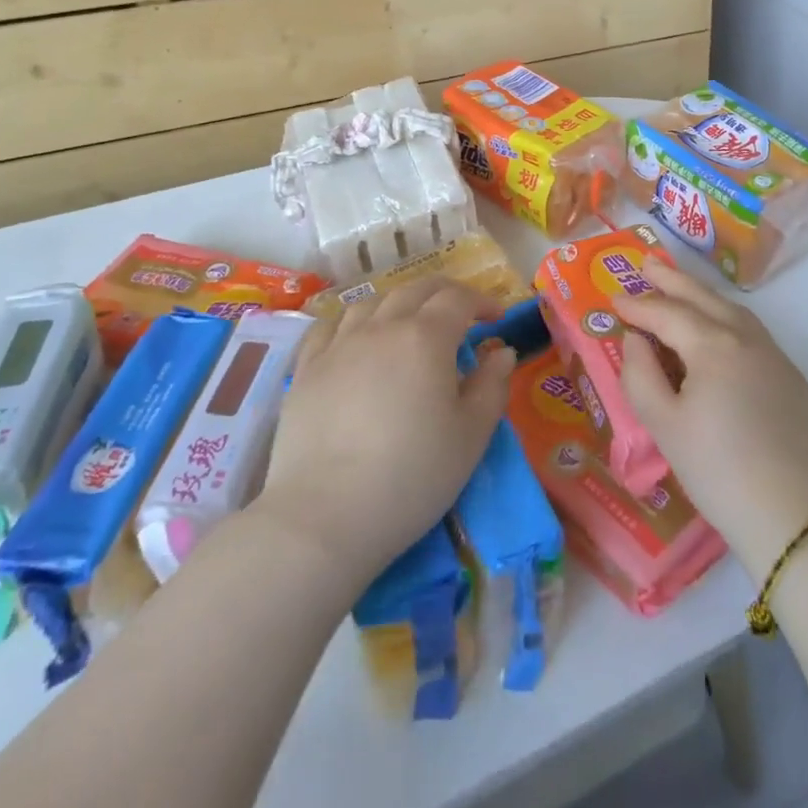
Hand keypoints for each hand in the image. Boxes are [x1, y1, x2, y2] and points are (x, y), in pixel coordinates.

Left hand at [252, 278, 514, 587]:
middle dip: (445, 293)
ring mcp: (338, 345)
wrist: (323, 518)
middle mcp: (381, 327)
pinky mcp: (306, 369)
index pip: (458, 298)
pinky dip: (353, 320)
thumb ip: (492, 386)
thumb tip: (501, 351)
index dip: (482, 301)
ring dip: (399, 303)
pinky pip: (330, 326)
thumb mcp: (471, 436)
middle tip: (461, 312)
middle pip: (416, 290)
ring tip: (409, 323)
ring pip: (372, 302)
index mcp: (426, 337)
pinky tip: (356, 337)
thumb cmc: (411, 477)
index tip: (496, 319)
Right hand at [615, 260, 807, 579]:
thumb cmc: (716, 469)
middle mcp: (747, 337)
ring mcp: (775, 355)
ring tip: (680, 290)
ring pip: (733, 311)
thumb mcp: (663, 425)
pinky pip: (753, 335)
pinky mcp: (793, 378)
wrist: (790, 514)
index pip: (667, 313)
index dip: (638, 305)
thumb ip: (640, 375)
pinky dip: (727, 322)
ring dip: (703, 296)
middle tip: (646, 264)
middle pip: (703, 297)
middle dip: (671, 280)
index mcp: (713, 344)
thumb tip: (635, 340)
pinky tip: (719, 334)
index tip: (613, 299)